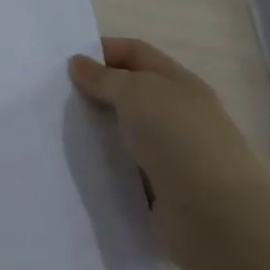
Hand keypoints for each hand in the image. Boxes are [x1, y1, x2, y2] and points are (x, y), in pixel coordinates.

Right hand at [68, 37, 267, 247]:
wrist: (217, 218)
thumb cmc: (179, 140)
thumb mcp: (136, 93)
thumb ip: (104, 78)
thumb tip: (78, 63)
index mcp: (179, 83)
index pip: (136, 53)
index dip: (101, 51)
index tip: (64, 63)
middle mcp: (177, 114)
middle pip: (128, 92)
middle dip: (93, 91)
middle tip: (53, 95)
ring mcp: (171, 154)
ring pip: (123, 131)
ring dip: (95, 130)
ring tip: (56, 130)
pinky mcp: (160, 189)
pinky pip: (122, 168)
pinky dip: (102, 164)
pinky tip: (76, 165)